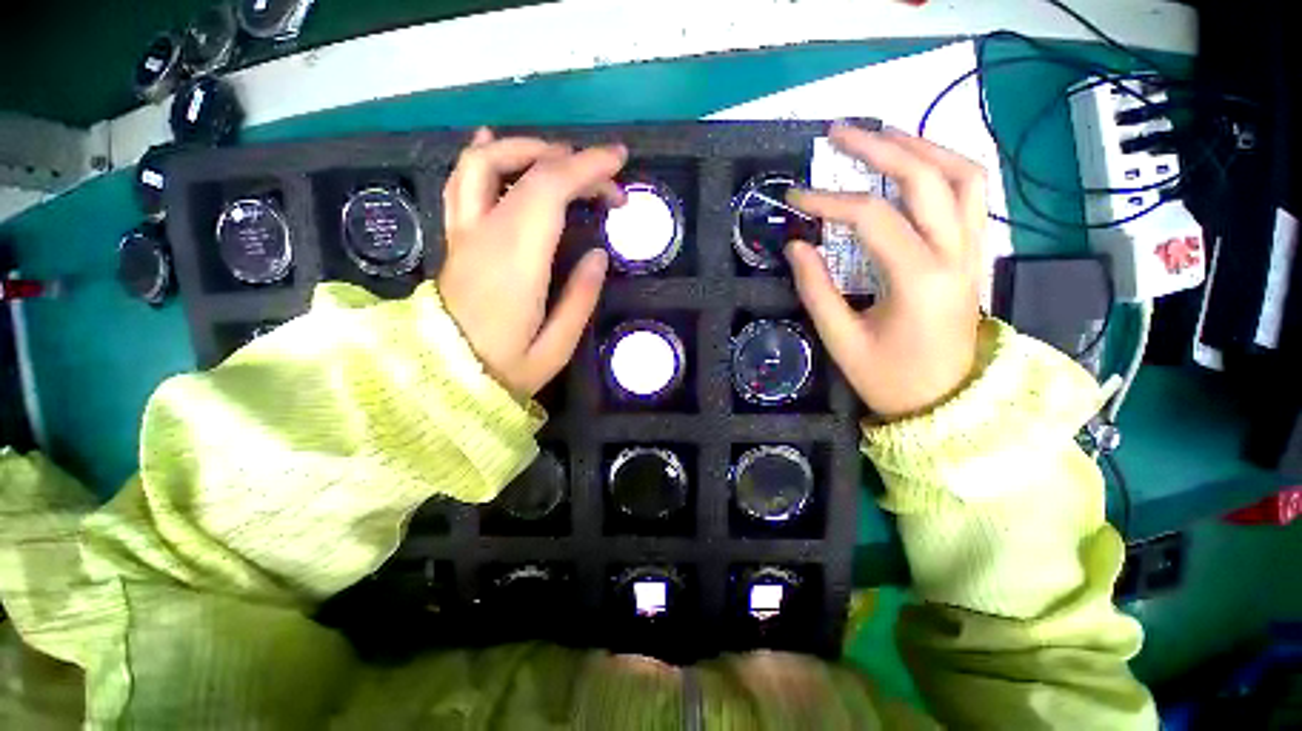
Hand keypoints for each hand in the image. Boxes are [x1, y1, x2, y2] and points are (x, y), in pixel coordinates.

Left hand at [438, 128, 627, 396]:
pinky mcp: (456, 240)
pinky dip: (483, 156)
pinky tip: (494, 143)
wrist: (441, 379)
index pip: (549, 190)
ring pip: (484, 164)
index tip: (619, 162)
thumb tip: (599, 255)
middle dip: (575, 164)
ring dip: (527, 149)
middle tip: (608, 183)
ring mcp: (464, 234)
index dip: (587, 168)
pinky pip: (461, 183)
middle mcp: (486, 237)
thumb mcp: (555, 348)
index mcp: (516, 263)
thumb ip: (580, 298)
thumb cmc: (503, 371)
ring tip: (562, 157)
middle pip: (528, 173)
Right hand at [784, 123, 983, 418]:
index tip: (794, 197)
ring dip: (921, 145)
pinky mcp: (975, 254)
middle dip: (879, 146)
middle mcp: (956, 254)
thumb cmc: (889, 378)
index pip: (871, 218)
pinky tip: (916, 165)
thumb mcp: (841, 340)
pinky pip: (971, 194)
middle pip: (925, 176)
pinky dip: (944, 167)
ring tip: (881, 135)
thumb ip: (816, 290)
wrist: (944, 403)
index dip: (827, 202)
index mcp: (919, 279)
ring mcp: (973, 251)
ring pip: (962, 174)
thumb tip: (796, 246)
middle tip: (838, 133)